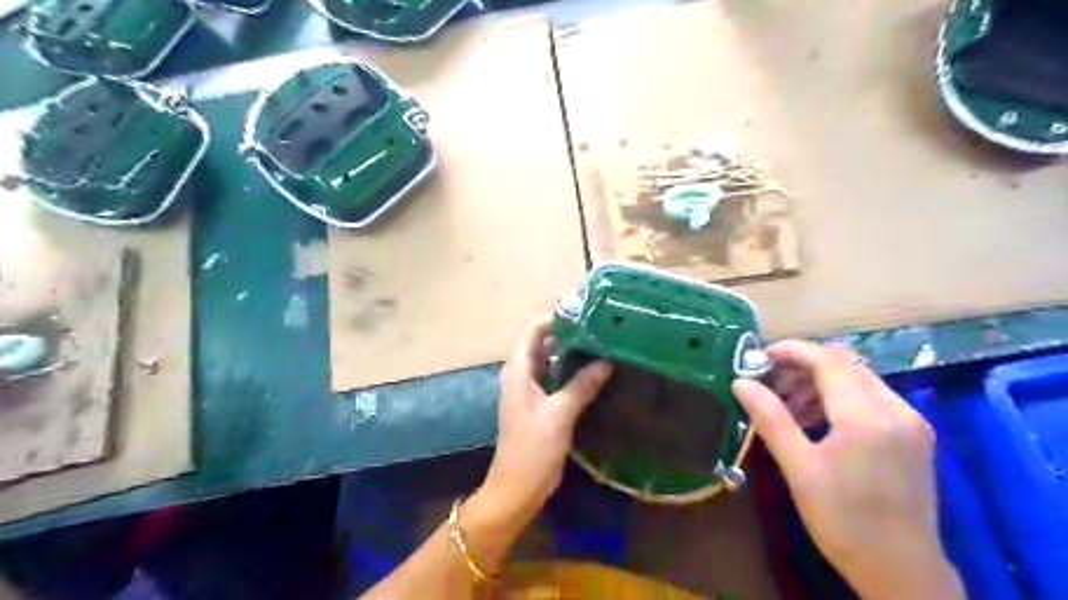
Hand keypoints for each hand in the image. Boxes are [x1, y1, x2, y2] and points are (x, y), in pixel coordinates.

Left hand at [475, 315, 608, 527]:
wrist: (517, 489)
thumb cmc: (532, 449)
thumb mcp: (559, 414)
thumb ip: (581, 385)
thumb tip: (605, 361)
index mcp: (518, 371)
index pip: (532, 332)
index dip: (553, 320)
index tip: (583, 314)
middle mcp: (521, 376)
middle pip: (542, 345)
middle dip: (567, 335)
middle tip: (599, 329)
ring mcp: (530, 391)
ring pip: (550, 363)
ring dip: (570, 354)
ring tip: (601, 345)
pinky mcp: (540, 406)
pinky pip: (555, 380)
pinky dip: (571, 373)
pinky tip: (595, 373)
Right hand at [732, 341, 964, 599]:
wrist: (903, 573)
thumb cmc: (844, 521)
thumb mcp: (799, 468)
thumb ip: (770, 418)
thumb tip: (741, 382)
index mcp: (867, 416)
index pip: (828, 360)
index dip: (791, 351)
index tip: (759, 357)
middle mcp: (896, 409)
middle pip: (845, 364)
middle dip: (803, 365)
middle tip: (769, 382)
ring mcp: (910, 421)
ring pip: (858, 378)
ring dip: (820, 381)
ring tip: (788, 404)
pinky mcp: (913, 435)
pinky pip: (871, 397)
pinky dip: (839, 397)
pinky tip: (816, 419)